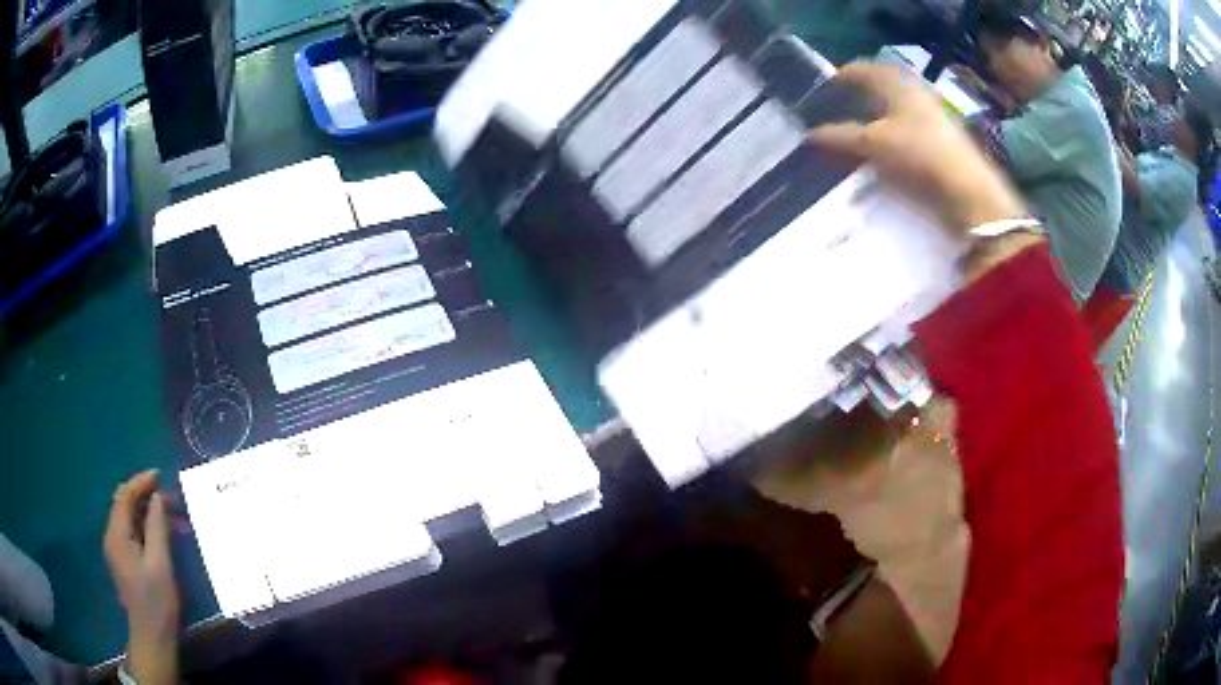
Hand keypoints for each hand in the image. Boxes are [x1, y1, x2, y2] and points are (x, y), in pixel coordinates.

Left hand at [103, 470, 179, 684]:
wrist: (151, 635)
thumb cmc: (156, 601)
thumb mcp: (160, 564)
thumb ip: (157, 528)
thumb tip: (158, 497)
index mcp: (117, 535)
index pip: (124, 496)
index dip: (141, 482)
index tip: (160, 476)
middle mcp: (112, 536)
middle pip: (124, 504)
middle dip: (144, 495)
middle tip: (168, 494)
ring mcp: (116, 548)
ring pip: (128, 517)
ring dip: (146, 510)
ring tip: (168, 511)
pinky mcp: (123, 559)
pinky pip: (131, 531)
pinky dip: (144, 524)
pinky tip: (160, 530)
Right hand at [809, 64, 1027, 233]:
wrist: (969, 196)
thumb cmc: (920, 156)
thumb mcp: (873, 144)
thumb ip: (839, 137)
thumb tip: (809, 135)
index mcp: (897, 82)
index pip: (860, 69)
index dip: (838, 77)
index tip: (818, 91)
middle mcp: (914, 94)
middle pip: (876, 90)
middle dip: (852, 102)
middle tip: (830, 117)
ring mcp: (929, 119)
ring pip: (890, 114)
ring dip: (868, 124)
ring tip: (848, 141)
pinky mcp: (937, 144)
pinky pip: (902, 135)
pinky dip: (885, 142)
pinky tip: (875, 160)